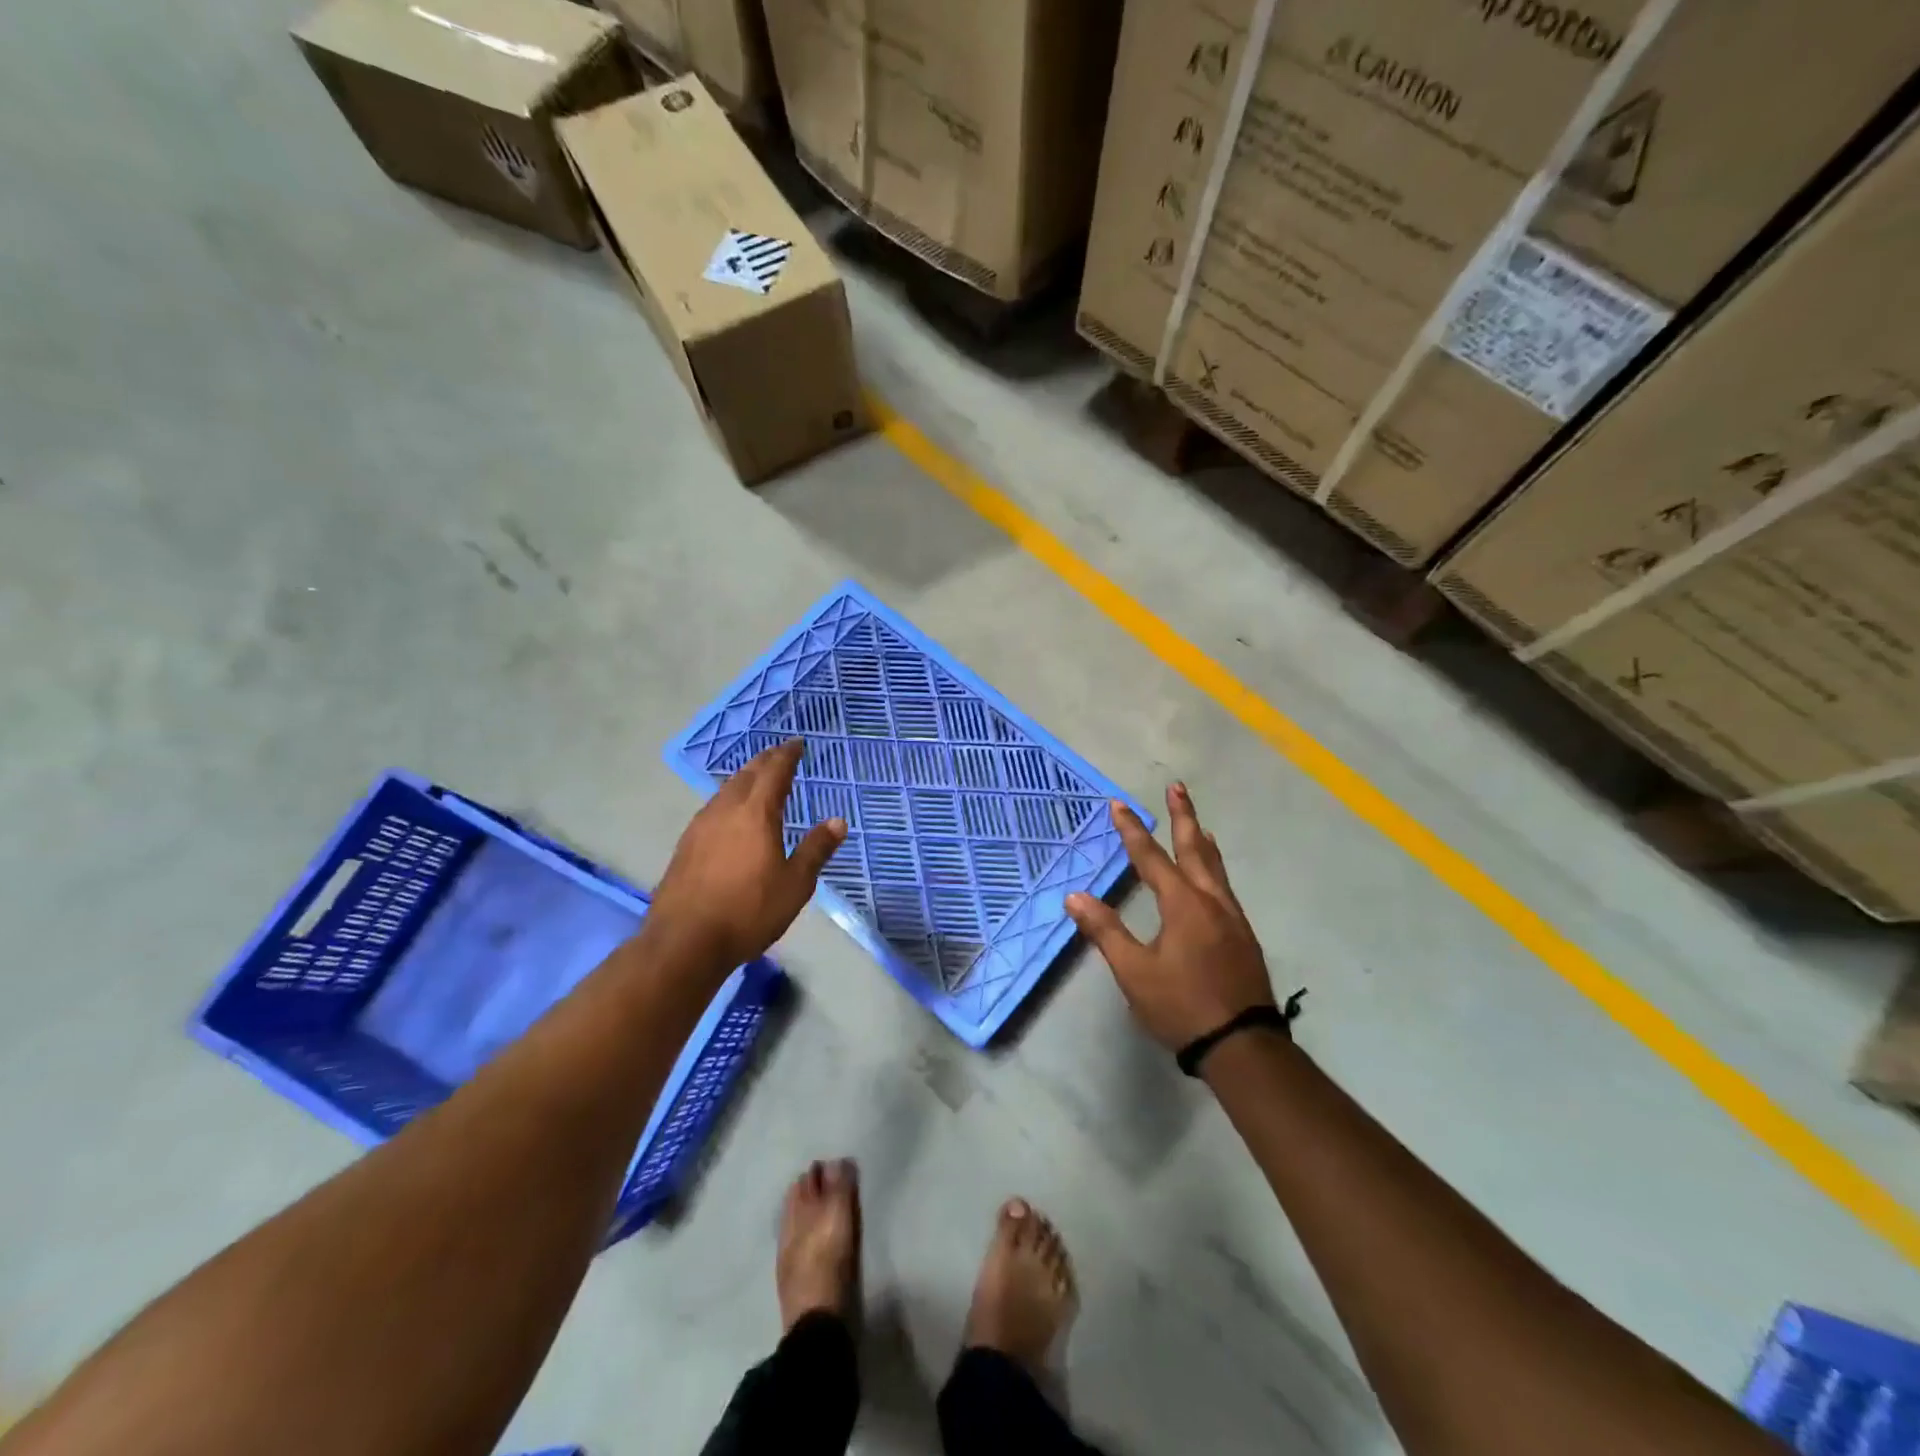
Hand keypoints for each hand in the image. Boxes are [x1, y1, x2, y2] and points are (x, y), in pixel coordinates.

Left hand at [649, 739, 846, 968]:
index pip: (774, 772)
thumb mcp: (795, 884)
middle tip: (779, 755)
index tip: (797, 744)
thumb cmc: (748, 911)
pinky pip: (713, 807)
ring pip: (726, 789)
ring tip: (757, 779)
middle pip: (746, 775)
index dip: (787, 755)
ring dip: (744, 778)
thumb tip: (838, 821)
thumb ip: (816, 849)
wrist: (685, 941)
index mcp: (756, 813)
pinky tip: (730, 814)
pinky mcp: (686, 845)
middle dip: (765, 761)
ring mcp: (700, 826)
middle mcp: (726, 810)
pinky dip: (729, 799)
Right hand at [1066, 784, 1273, 1050]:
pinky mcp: (1243, 936)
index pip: (1150, 858)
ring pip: (1215, 867)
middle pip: (1195, 848)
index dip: (1132, 830)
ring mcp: (1233, 918)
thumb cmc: (1181, 1006)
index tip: (1118, 804)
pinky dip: (1214, 868)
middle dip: (1183, 816)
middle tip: (1177, 787)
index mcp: (1183, 905)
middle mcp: (1211, 901)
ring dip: (1202, 840)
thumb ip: (1105, 931)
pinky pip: (1225, 887)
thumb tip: (1075, 897)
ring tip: (1198, 824)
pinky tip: (1212, 878)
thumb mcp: (1134, 971)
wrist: (1242, 1045)